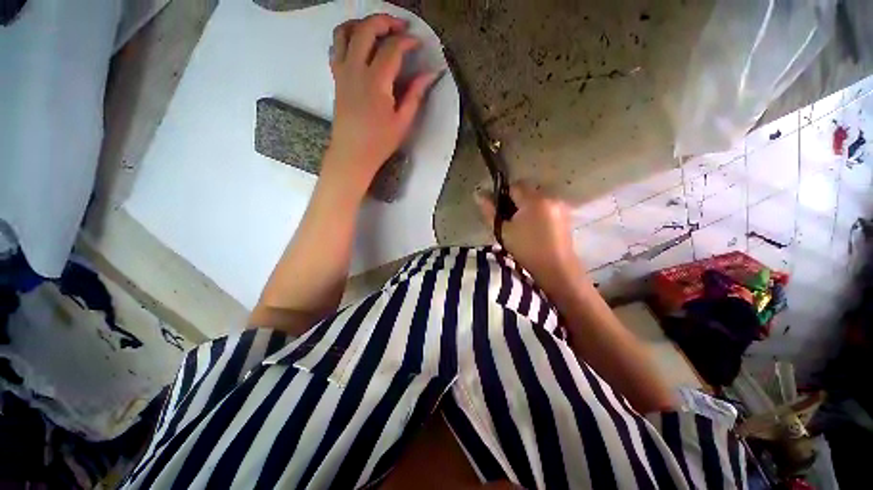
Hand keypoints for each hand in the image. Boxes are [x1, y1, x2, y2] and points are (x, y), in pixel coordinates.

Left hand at [324, 14, 438, 193]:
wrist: (352, 154)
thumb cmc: (379, 142)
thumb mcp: (403, 122)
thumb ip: (415, 94)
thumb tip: (431, 74)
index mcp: (376, 81)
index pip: (392, 48)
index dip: (408, 41)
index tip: (419, 43)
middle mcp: (355, 69)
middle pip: (366, 29)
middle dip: (385, 21)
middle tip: (401, 26)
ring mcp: (342, 72)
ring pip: (345, 32)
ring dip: (362, 23)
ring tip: (378, 29)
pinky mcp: (336, 78)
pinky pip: (336, 47)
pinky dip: (347, 37)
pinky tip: (359, 46)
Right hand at [476, 182, 585, 287]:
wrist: (556, 269)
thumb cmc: (526, 250)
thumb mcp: (503, 231)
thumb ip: (490, 211)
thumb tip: (478, 193)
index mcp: (533, 200)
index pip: (515, 185)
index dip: (504, 195)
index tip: (500, 211)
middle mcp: (550, 197)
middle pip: (527, 190)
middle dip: (516, 201)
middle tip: (510, 221)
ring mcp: (560, 206)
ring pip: (537, 198)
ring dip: (528, 207)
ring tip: (523, 226)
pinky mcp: (566, 215)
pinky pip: (547, 206)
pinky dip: (538, 212)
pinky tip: (535, 230)